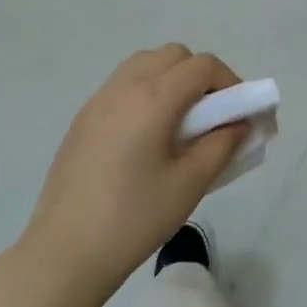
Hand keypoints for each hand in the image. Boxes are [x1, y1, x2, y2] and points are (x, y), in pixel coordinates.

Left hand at [14, 46, 246, 306]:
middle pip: (173, 56)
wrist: (66, 250)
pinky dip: (146, 91)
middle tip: (213, 115)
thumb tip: (239, 123)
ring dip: (171, 79)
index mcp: (152, 98)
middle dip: (201, 76)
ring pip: (144, 64)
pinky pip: (123, 85)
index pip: (202, 66)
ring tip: (181, 123)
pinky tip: (149, 135)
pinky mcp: (83, 118)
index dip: (230, 81)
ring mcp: (98, 100)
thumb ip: (221, 146)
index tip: (240, 112)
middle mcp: (124, 87)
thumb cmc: (134, 218)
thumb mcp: (189, 185)